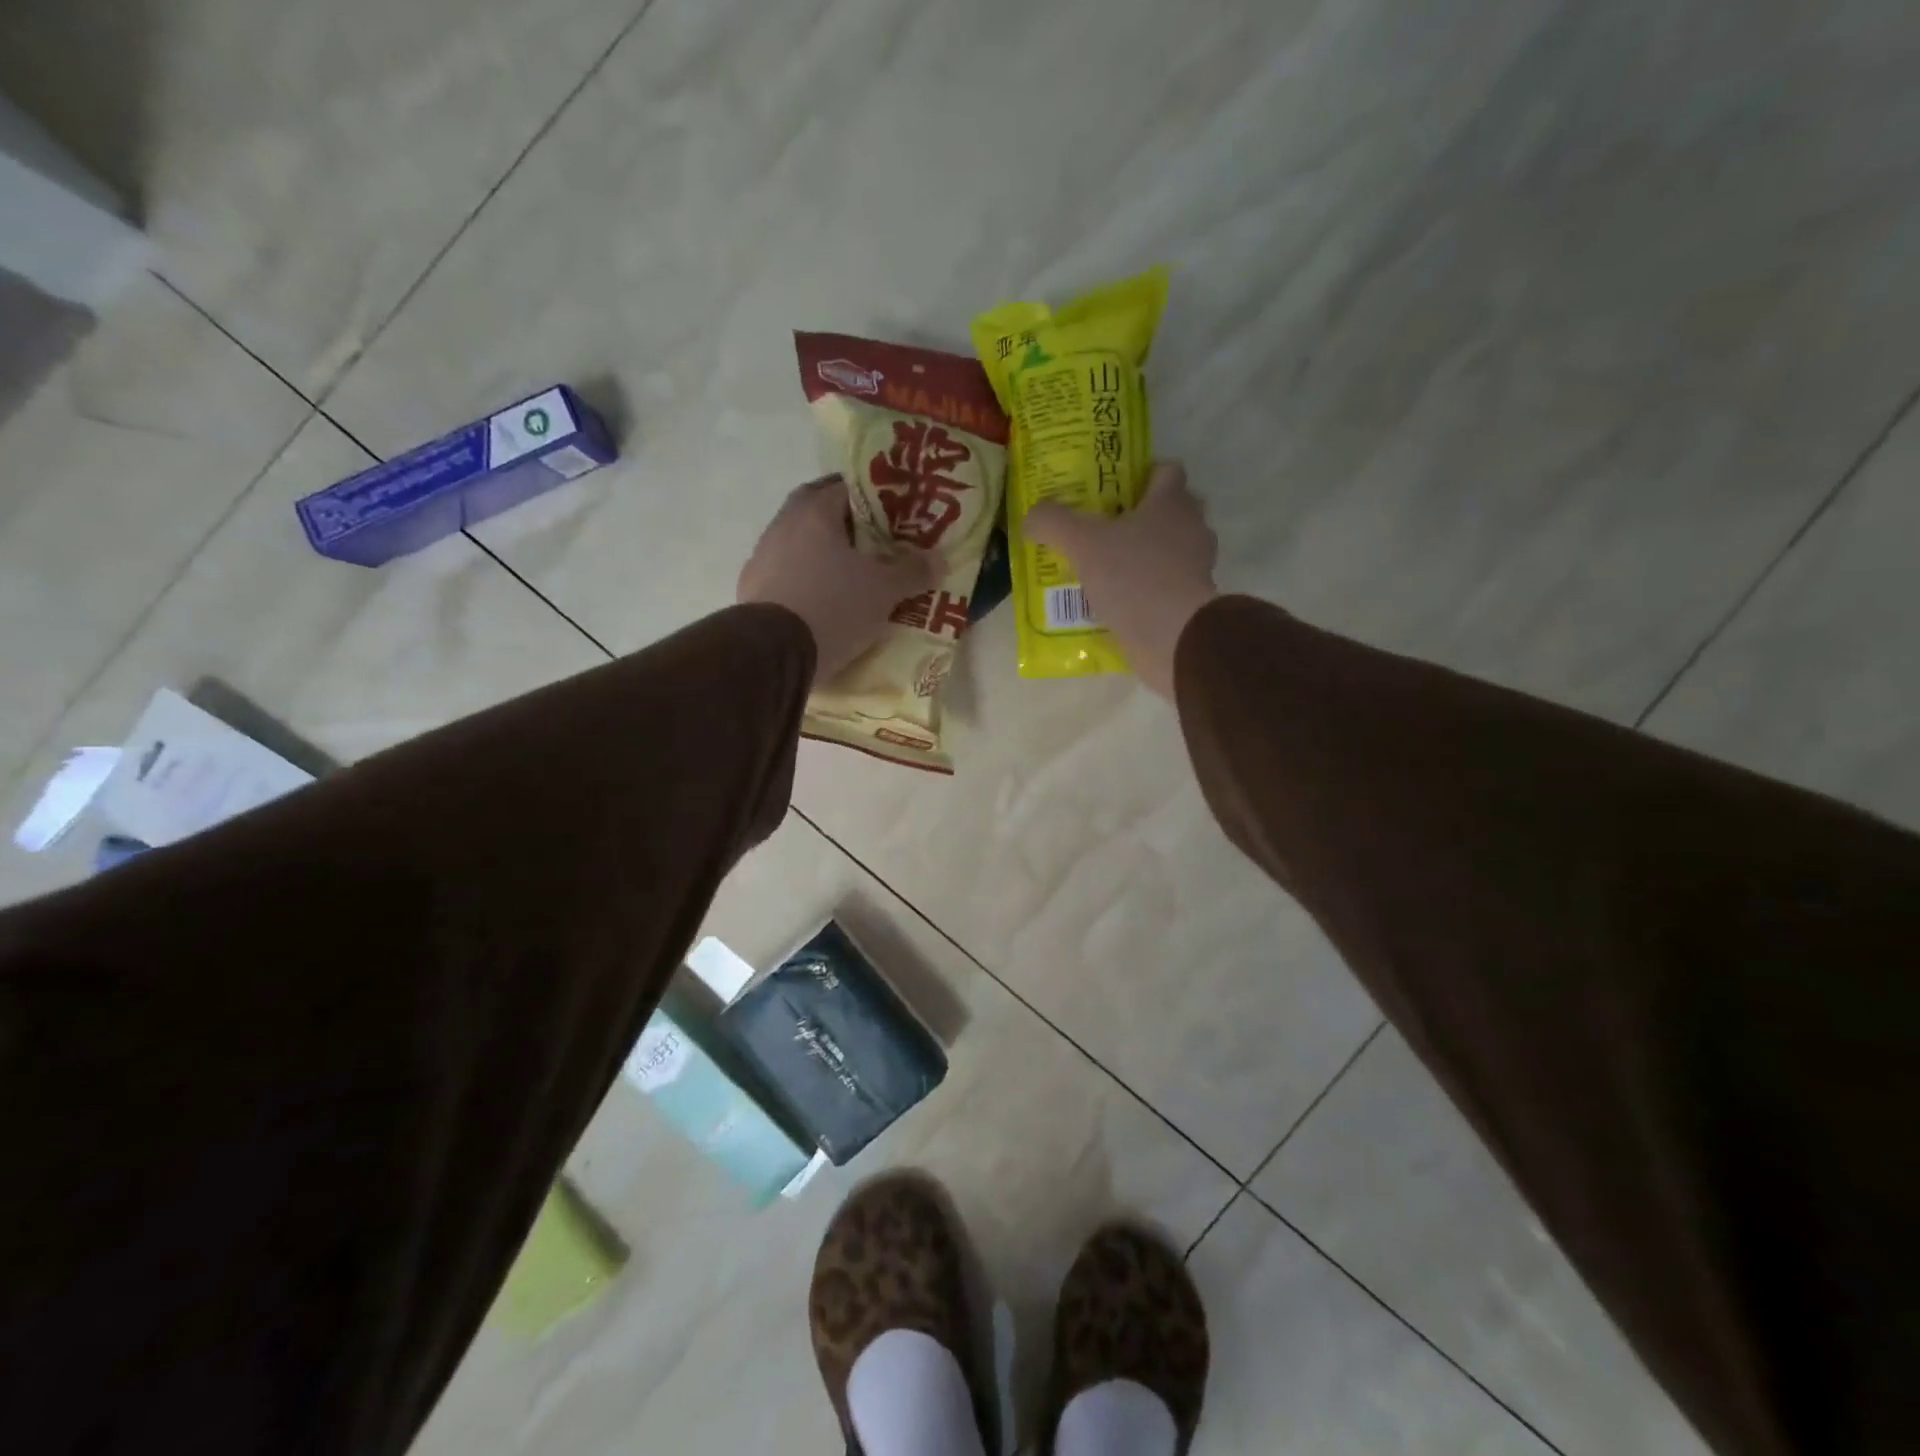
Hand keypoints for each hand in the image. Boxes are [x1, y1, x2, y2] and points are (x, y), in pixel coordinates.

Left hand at [738, 476, 936, 683]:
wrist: (774, 653)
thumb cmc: (833, 606)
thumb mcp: (884, 591)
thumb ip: (913, 571)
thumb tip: (939, 559)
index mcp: (814, 511)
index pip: (846, 486)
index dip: (874, 498)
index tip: (895, 514)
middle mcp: (783, 524)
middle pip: (819, 512)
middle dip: (846, 523)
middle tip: (874, 542)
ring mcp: (762, 556)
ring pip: (800, 543)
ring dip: (822, 552)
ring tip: (850, 574)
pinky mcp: (752, 589)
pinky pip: (786, 574)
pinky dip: (805, 580)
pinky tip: (822, 600)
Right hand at [1025, 461, 1218, 696]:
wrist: (1173, 635)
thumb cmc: (1132, 575)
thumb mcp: (1081, 543)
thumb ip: (1052, 522)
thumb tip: (1032, 517)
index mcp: (1172, 502)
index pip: (1167, 471)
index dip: (1143, 475)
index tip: (1116, 490)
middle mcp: (1192, 528)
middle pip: (1171, 511)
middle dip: (1143, 517)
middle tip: (1106, 530)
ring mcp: (1198, 567)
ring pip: (1170, 551)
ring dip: (1145, 557)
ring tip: (1108, 570)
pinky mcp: (1194, 601)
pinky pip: (1168, 586)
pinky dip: (1149, 590)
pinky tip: (1120, 602)